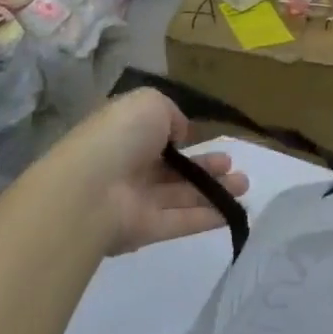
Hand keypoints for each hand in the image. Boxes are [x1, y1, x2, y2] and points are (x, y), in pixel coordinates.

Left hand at [39, 89, 247, 255]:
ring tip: (245, 184)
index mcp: (126, 134)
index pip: (156, 135)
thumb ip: (172, 114)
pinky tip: (232, 213)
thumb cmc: (119, 137)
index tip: (206, 136)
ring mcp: (136, 200)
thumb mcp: (149, 103)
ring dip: (214, 190)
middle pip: (174, 169)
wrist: (88, 190)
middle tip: (233, 165)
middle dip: (206, 166)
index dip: (181, 136)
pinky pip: (180, 221)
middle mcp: (130, 166)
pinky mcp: (144, 230)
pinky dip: (207, 217)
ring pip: (181, 194)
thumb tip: (181, 134)